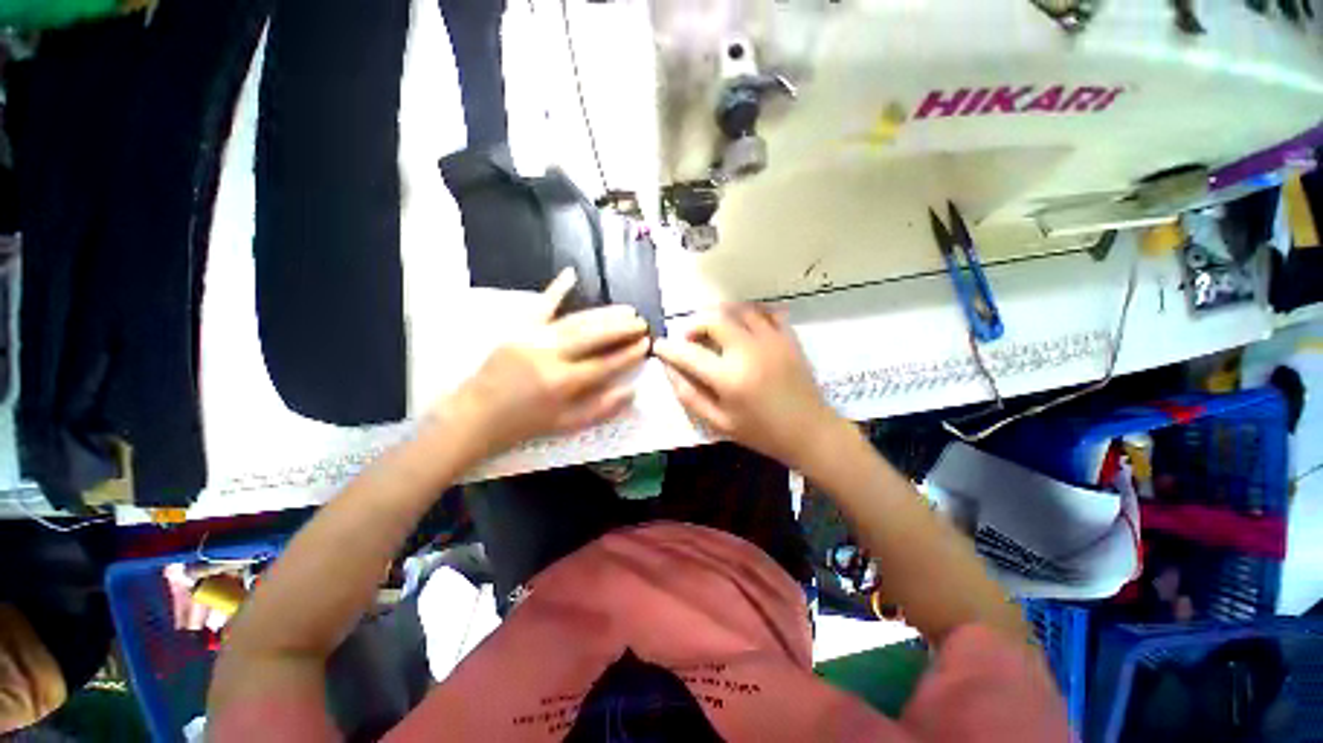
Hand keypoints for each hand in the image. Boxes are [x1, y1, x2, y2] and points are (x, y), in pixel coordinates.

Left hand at [441, 268, 649, 458]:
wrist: (475, 416)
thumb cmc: (524, 424)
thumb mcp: (566, 425)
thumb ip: (601, 408)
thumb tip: (632, 391)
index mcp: (563, 383)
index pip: (605, 364)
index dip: (628, 354)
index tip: (646, 344)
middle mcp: (550, 356)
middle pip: (594, 337)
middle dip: (621, 328)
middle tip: (640, 322)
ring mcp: (532, 338)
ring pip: (576, 321)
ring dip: (603, 314)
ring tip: (625, 309)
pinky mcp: (518, 329)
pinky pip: (541, 306)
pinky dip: (557, 289)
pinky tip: (572, 274)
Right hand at [653, 304, 842, 467]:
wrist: (809, 432)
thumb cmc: (761, 432)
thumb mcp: (719, 423)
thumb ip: (690, 395)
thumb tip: (670, 370)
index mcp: (729, 378)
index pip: (688, 353)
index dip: (668, 348)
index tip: (659, 346)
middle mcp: (748, 351)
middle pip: (713, 319)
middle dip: (694, 325)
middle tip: (690, 339)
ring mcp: (772, 340)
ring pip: (739, 309)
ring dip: (720, 315)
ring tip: (715, 331)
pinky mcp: (788, 337)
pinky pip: (766, 312)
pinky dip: (750, 313)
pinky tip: (744, 326)